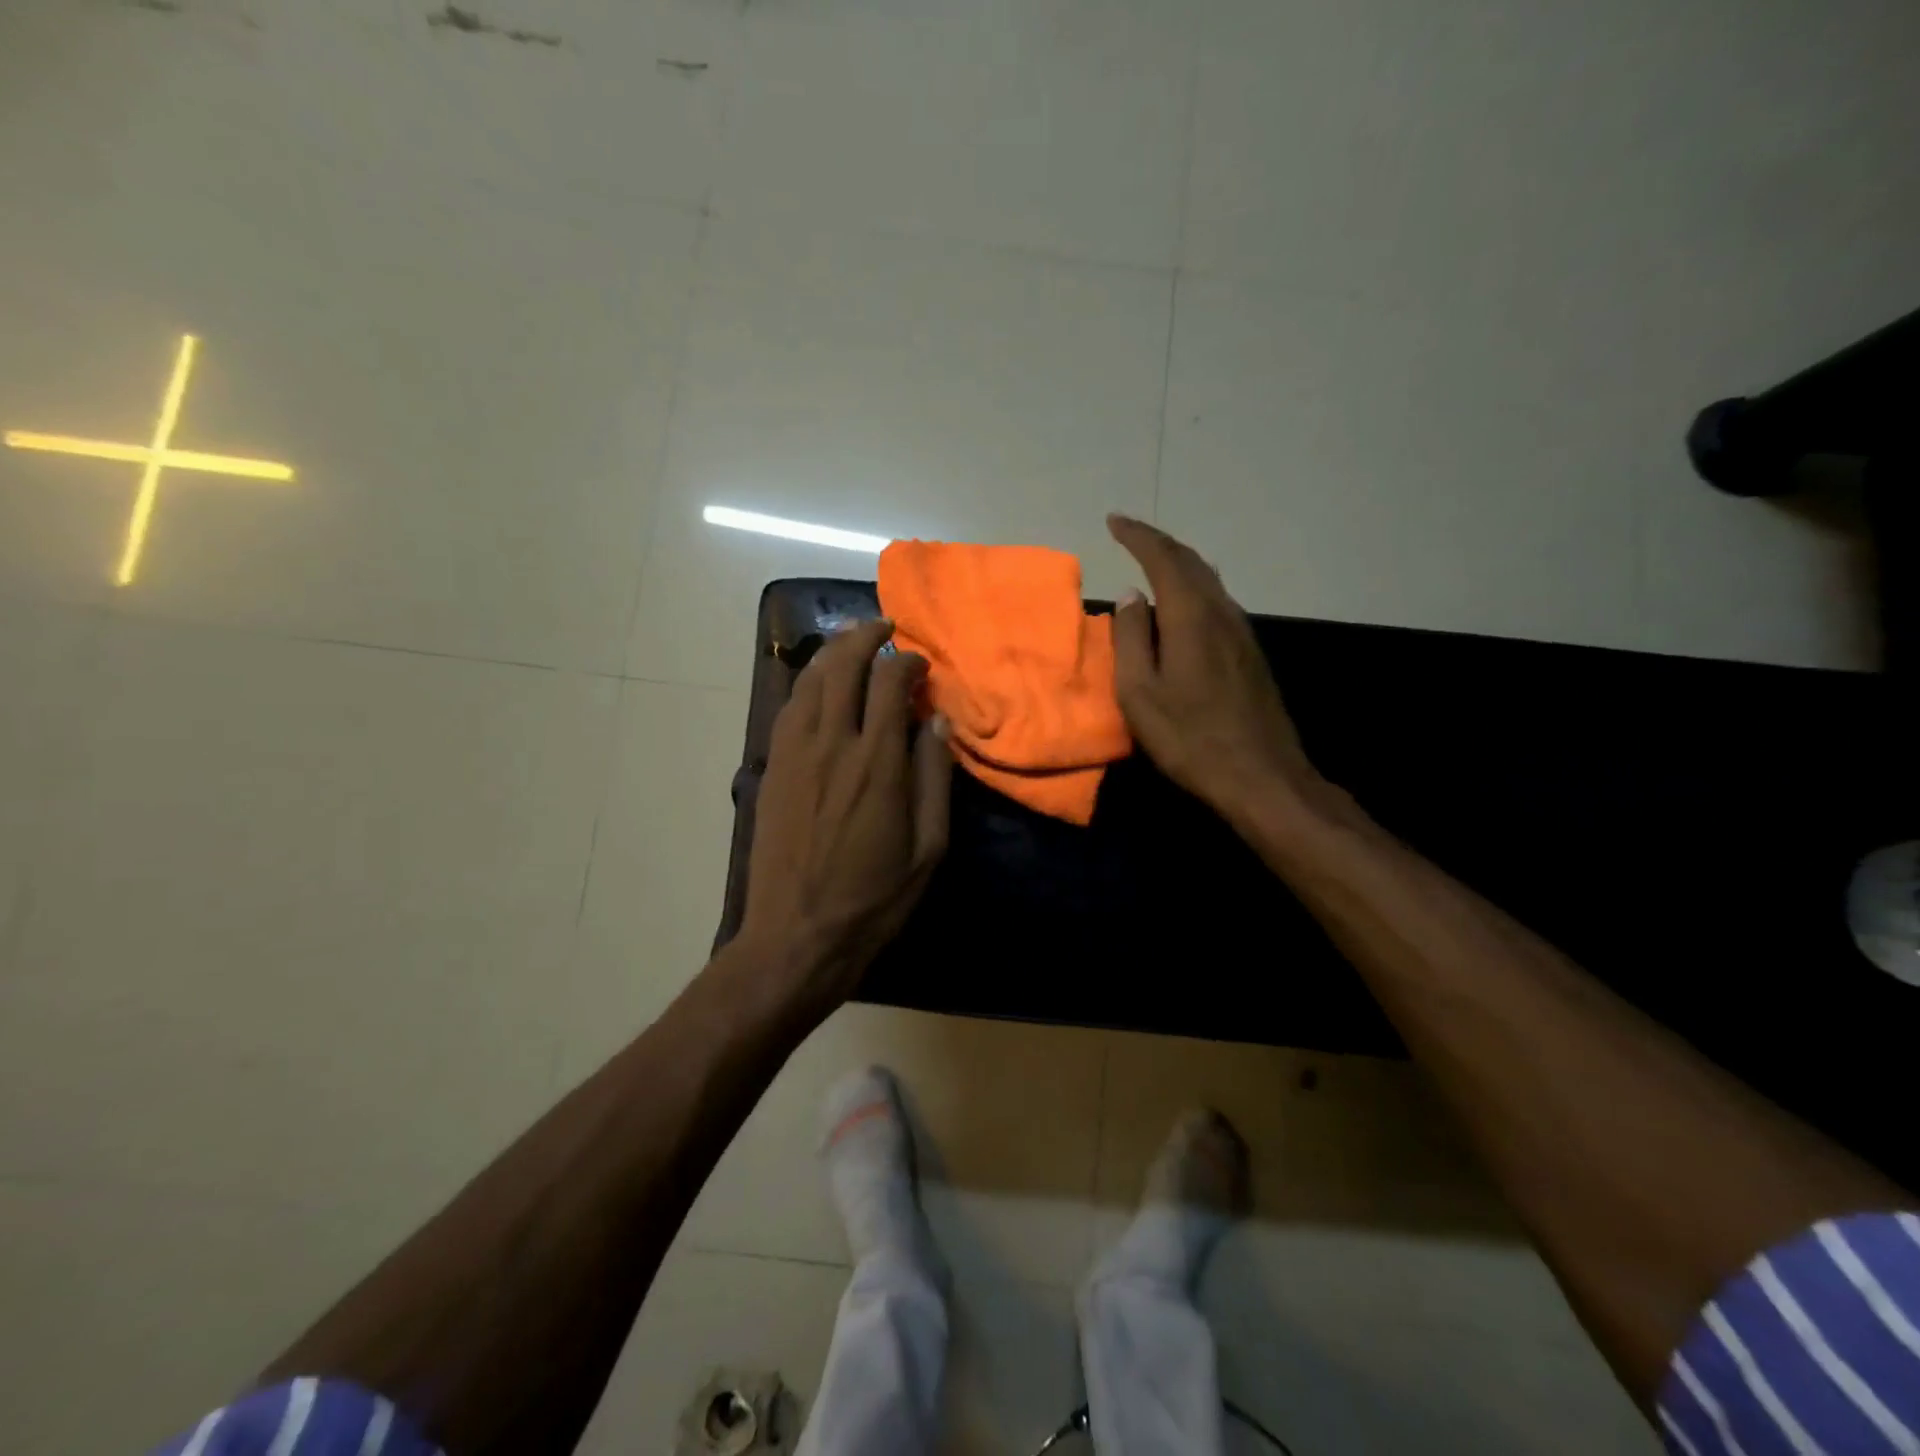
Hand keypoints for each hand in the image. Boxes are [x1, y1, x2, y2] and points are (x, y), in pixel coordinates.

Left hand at [739, 619, 952, 1010]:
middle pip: (843, 665)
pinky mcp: (771, 768)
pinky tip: (820, 686)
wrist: (796, 936)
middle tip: (884, 628)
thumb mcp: (927, 848)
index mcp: (876, 763)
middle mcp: (831, 744)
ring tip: (852, 644)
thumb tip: (935, 723)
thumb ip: (934, 779)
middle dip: (865, 636)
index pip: (889, 681)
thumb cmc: (873, 900)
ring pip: (809, 679)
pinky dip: (808, 683)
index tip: (920, 666)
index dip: (907, 662)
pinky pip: (789, 707)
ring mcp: (793, 753)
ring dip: (833, 652)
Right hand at [1107, 514, 1321, 818]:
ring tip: (1151, 563)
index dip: (1137, 536)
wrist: (1260, 775)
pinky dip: (1193, 588)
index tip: (1114, 521)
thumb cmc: (1189, 737)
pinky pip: (1217, 602)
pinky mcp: (1250, 653)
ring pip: (1208, 580)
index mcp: (1191, 616)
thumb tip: (1130, 596)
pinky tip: (1183, 604)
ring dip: (1178, 564)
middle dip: (1158, 543)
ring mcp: (1242, 632)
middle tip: (1130, 535)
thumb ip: (1131, 638)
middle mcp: (1221, 612)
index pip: (1162, 558)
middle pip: (1191, 562)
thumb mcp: (1140, 692)